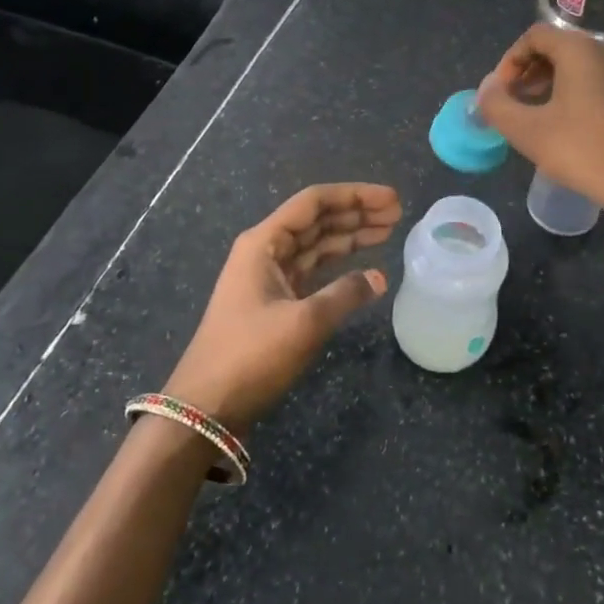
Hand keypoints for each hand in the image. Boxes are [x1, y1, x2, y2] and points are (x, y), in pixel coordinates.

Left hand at [164, 183, 401, 430]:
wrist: (206, 407)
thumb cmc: (251, 355)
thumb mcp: (304, 322)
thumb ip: (346, 294)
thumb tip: (379, 278)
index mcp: (264, 242)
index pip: (314, 202)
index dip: (355, 196)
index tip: (391, 199)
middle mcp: (266, 251)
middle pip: (318, 220)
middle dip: (357, 213)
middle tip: (398, 213)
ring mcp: (269, 277)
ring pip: (317, 245)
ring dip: (351, 236)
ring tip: (388, 231)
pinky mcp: (274, 302)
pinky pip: (313, 271)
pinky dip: (339, 266)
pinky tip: (364, 268)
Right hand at [475, 23, 603, 236]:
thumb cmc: (583, 150)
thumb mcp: (528, 131)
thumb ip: (497, 105)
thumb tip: (486, 90)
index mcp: (580, 50)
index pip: (534, 36)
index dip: (509, 61)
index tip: (500, 93)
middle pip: (554, 47)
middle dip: (526, 72)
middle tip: (511, 104)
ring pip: (573, 65)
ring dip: (545, 84)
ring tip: (530, 116)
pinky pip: (591, 80)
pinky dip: (568, 93)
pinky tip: (559, 126)